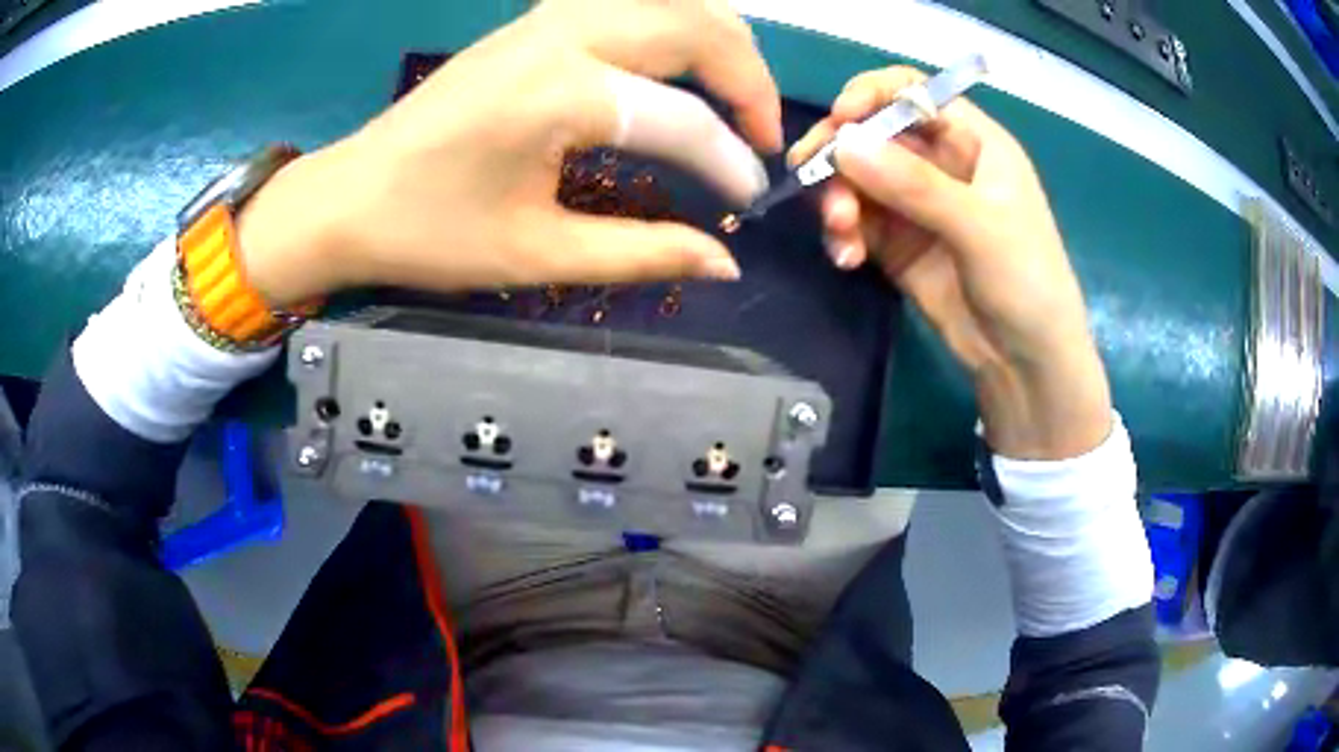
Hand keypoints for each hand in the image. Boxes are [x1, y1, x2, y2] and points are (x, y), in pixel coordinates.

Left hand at [236, 0, 781, 305]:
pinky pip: (635, 3)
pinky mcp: (536, 20)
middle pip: (699, 29)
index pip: (684, 122)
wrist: (348, 196)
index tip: (748, 204)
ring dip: (720, 44)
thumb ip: (644, 252)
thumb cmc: (430, 233)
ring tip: (734, 99)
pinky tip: (681, 66)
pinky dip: (679, 26)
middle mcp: (566, 34)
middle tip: (760, 137)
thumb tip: (726, 261)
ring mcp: (549, 16)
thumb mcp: (538, 254)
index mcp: (562, 93)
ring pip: (673, 2)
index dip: (730, 164)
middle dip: (750, 82)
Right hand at [789, 66, 1110, 458]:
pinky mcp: (897, 243)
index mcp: (972, 141)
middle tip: (809, 177)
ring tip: (842, 237)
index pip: (912, 93)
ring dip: (837, 200)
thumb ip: (914, 184)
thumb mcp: (980, 227)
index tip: (839, 120)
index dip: (871, 95)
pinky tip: (846, 259)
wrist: (1026, 364)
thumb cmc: (1026, 282)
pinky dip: (842, 234)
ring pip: (856, 178)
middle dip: (840, 154)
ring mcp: (915, 203)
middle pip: (872, 133)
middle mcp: (940, 162)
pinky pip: (855, 221)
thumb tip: (843, 142)